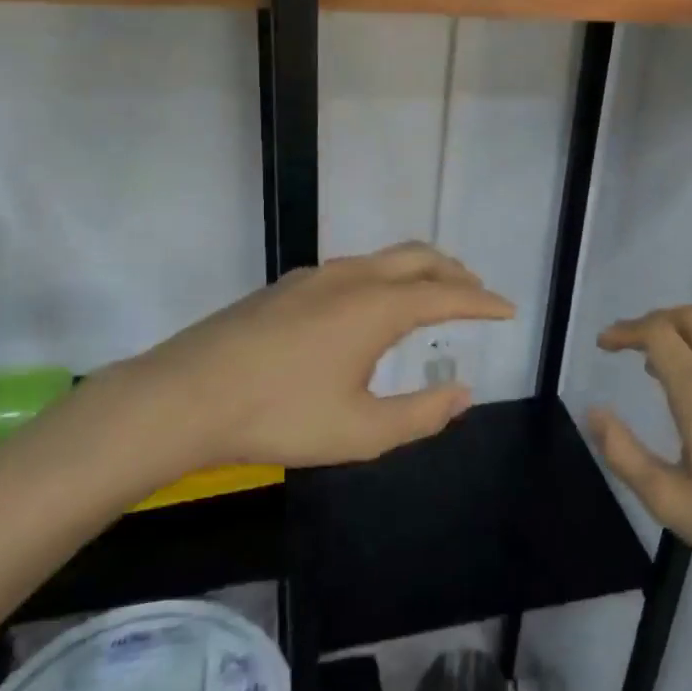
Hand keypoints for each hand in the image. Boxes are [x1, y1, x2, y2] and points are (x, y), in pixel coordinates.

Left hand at [86, 243, 513, 487]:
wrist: (183, 397)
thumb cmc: (278, 416)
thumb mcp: (360, 432)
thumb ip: (420, 415)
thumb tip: (462, 394)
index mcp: (376, 307)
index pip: (447, 294)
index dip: (483, 301)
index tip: (509, 309)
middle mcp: (350, 278)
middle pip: (418, 258)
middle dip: (454, 271)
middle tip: (477, 292)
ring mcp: (313, 277)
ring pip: (382, 259)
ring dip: (417, 271)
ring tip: (431, 295)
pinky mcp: (286, 286)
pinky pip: (352, 269)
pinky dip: (383, 278)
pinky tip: (371, 309)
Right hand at [591, 305, 691, 606]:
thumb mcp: (671, 503)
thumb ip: (624, 455)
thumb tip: (594, 413)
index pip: (658, 333)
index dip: (626, 330)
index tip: (604, 345)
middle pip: (690, 317)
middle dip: (653, 321)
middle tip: (628, 344)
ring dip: (681, 336)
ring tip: (656, 368)